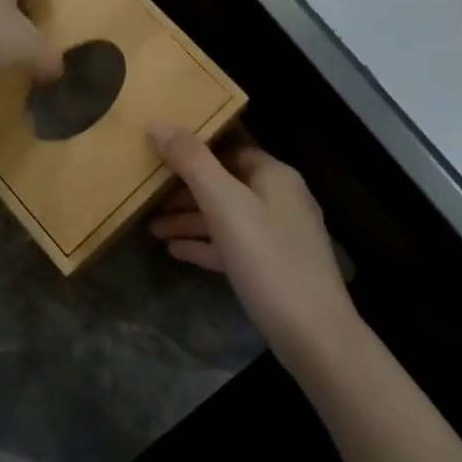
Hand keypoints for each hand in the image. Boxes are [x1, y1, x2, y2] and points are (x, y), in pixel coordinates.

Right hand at [148, 127, 355, 361]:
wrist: (314, 337)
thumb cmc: (268, 259)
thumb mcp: (225, 204)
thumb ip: (192, 162)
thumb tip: (159, 124)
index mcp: (274, 175)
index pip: (228, 148)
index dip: (193, 150)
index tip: (157, 155)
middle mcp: (280, 198)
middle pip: (224, 184)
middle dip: (184, 191)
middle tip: (147, 197)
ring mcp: (279, 236)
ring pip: (225, 217)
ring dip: (189, 220)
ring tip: (151, 228)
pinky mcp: (273, 268)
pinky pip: (231, 246)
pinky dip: (204, 244)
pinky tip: (175, 251)